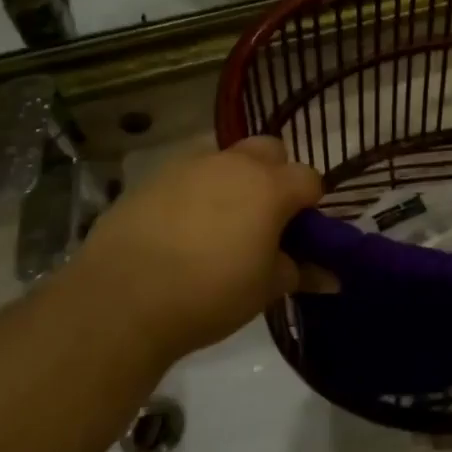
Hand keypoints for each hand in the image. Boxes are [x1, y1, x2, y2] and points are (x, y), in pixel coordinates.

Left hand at [77, 138, 326, 362]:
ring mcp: (190, 165)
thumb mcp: (264, 289)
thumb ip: (299, 272)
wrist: (121, 300)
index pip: (309, 178)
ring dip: (232, 178)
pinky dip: (194, 191)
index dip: (310, 204)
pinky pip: (187, 174)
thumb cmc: (210, 294)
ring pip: (225, 157)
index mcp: (270, 186)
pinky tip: (179, 229)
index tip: (300, 233)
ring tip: (218, 223)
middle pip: (270, 150)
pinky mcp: (152, 177)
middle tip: (263, 217)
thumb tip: (330, 275)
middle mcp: (234, 163)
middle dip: (275, 174)